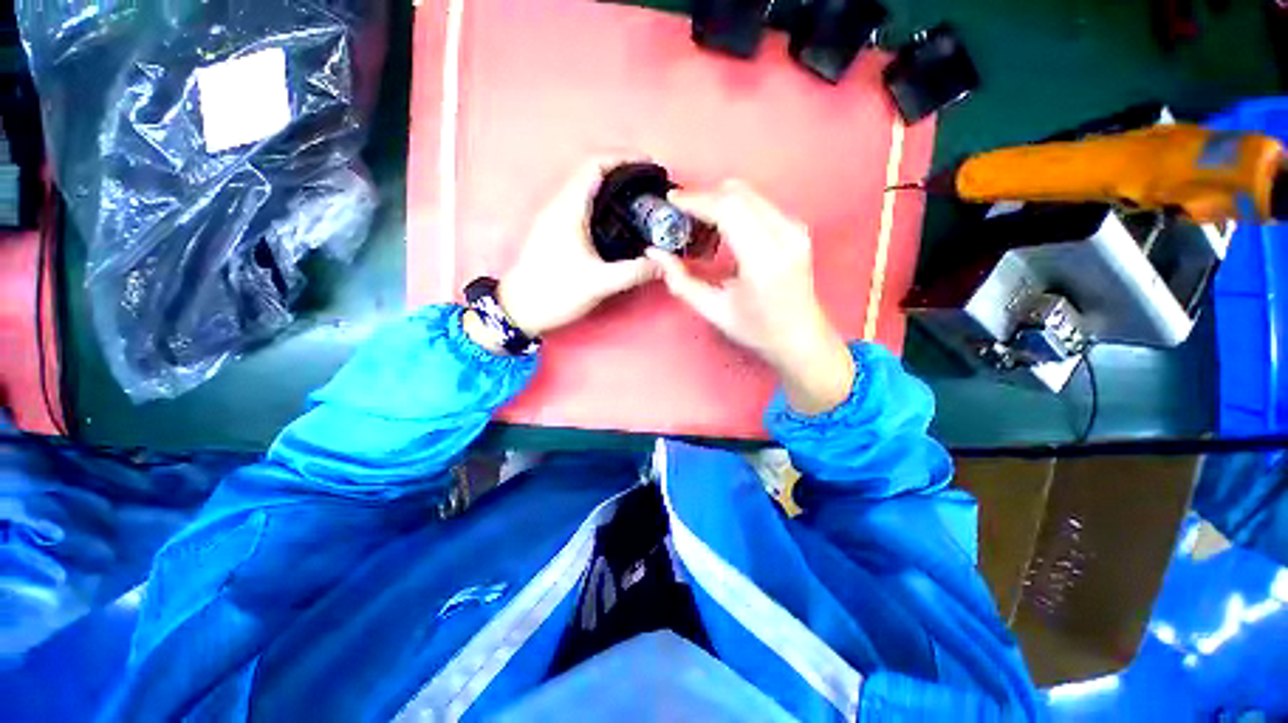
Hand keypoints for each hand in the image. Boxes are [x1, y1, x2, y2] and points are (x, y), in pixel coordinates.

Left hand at [493, 159, 660, 338]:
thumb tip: (663, 265)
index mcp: (569, 209)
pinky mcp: (555, 232)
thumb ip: (633, 272)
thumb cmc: (555, 291)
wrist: (520, 309)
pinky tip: (618, 225)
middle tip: (650, 189)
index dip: (624, 159)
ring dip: (613, 190)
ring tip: (639, 204)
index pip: (596, 165)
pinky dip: (603, 206)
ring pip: (587, 191)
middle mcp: (560, 206)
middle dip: (624, 174)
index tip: (650, 167)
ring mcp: (555, 218)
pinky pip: (582, 207)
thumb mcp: (599, 283)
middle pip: (593, 174)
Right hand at [648, 180, 854, 414]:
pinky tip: (722, 230)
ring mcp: (795, 228)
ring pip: (749, 194)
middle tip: (681, 215)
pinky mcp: (797, 228)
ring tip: (699, 224)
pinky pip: (758, 204)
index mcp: (764, 260)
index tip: (672, 200)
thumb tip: (654, 253)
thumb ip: (681, 281)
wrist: (801, 337)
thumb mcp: (713, 311)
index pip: (728, 209)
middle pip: (739, 193)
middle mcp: (785, 235)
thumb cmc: (758, 330)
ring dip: (719, 201)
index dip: (697, 200)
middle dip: (705, 197)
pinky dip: (734, 208)